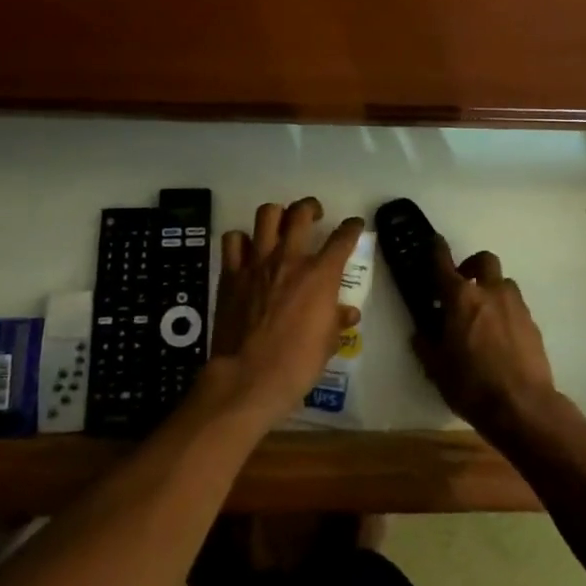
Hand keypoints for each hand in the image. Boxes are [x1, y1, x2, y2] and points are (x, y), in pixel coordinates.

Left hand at [198, 198, 363, 430]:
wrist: (249, 377)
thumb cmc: (297, 364)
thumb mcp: (327, 344)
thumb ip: (337, 321)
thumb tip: (348, 313)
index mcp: (320, 275)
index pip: (343, 238)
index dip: (352, 227)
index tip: (354, 225)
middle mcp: (290, 259)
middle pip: (301, 213)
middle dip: (311, 208)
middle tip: (314, 215)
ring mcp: (257, 263)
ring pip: (267, 215)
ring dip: (277, 214)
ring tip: (281, 223)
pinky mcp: (231, 273)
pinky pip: (234, 240)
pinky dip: (242, 239)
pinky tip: (247, 250)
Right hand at [412, 239, 557, 437]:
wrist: (523, 405)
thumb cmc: (471, 385)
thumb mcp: (436, 368)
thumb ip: (426, 344)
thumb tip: (422, 333)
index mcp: (460, 299)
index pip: (443, 263)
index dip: (437, 249)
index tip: (434, 242)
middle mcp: (490, 293)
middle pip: (484, 261)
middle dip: (472, 266)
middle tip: (462, 283)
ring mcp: (516, 306)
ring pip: (503, 283)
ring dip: (491, 289)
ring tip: (483, 314)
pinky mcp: (533, 323)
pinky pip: (516, 306)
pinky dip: (505, 312)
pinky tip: (499, 336)